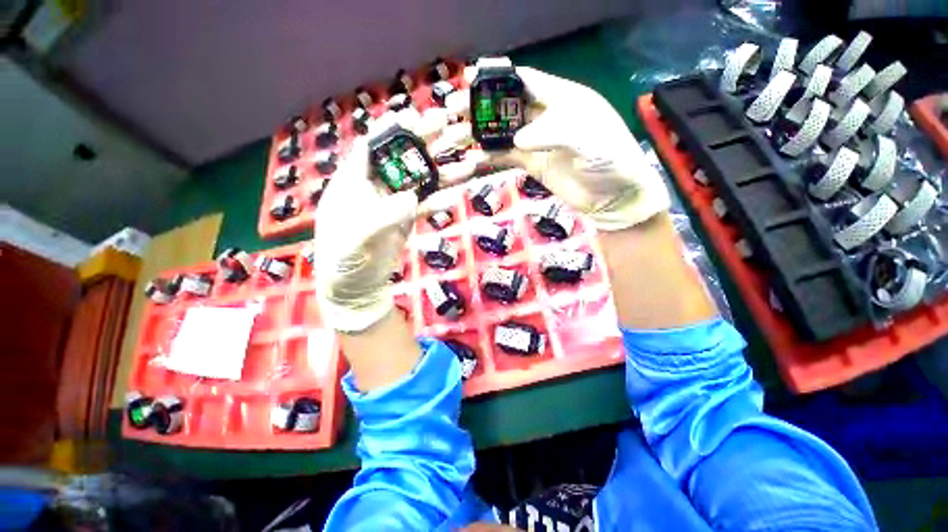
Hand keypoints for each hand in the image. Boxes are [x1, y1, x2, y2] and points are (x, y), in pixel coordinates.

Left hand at [314, 109, 480, 332]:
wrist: (357, 283)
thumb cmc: (345, 257)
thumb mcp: (357, 236)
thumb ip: (382, 216)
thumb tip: (412, 198)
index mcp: (354, 181)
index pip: (372, 146)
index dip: (391, 129)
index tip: (412, 113)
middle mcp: (377, 186)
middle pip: (403, 157)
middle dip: (425, 140)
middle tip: (449, 124)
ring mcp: (395, 202)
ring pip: (421, 180)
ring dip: (443, 170)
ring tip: (468, 160)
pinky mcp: (408, 218)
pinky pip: (427, 205)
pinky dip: (441, 200)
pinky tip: (456, 194)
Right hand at [462, 66, 670, 230]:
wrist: (614, 198)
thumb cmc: (610, 162)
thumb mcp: (589, 140)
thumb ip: (553, 133)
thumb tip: (517, 139)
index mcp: (564, 98)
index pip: (526, 80)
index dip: (499, 77)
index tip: (471, 77)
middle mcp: (547, 117)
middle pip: (509, 105)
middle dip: (483, 105)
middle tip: (455, 109)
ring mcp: (538, 142)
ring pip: (504, 131)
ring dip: (482, 131)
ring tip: (457, 132)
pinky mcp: (533, 164)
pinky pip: (507, 157)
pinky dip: (491, 156)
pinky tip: (474, 157)